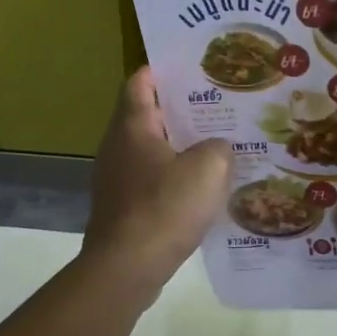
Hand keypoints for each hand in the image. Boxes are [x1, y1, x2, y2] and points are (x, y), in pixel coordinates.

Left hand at [80, 68, 230, 297]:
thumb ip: (220, 147)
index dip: (163, 71)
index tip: (192, 68)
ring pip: (151, 151)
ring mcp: (115, 178)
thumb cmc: (165, 207)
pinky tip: (201, 190)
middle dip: (181, 111)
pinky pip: (150, 181)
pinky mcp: (122, 207)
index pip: (140, 82)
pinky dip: (173, 178)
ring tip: (217, 147)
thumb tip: (218, 148)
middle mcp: (117, 146)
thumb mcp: (209, 169)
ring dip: (180, 147)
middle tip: (219, 108)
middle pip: (148, 116)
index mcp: (132, 126)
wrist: (127, 267)